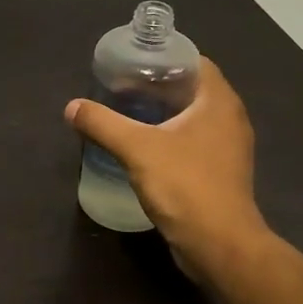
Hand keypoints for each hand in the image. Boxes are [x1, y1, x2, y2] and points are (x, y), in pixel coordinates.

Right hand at [63, 56, 270, 276]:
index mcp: (219, 102)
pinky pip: (194, 143)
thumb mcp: (137, 149)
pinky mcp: (221, 173)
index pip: (195, 63)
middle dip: (158, 86)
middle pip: (193, 89)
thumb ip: (103, 124)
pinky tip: (144, 148)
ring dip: (164, 113)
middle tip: (121, 87)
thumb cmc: (184, 186)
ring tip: (128, 113)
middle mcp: (230, 119)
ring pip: (194, 118)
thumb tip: (72, 107)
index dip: (164, 59)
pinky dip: (171, 137)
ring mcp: (228, 149)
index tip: (133, 64)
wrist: (219, 245)